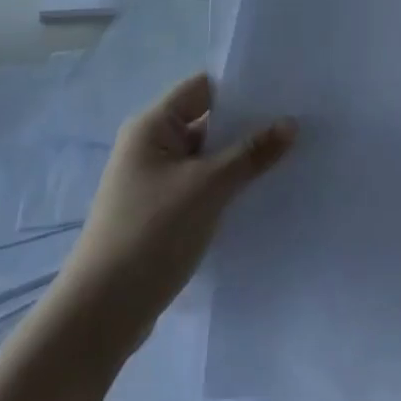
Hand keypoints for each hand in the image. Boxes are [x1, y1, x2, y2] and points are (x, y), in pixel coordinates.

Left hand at [54, 75, 295, 353]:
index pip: (202, 88)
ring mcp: (155, 182)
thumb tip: (290, 123)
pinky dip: (228, 187)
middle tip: (298, 122)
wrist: (101, 314)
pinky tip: (262, 194)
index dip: (240, 86)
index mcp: (151, 126)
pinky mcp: (161, 213)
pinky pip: (202, 187)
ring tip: (291, 156)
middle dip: (248, 125)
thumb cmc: (151, 233)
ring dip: (240, 159)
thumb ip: (250, 153)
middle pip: (206, 122)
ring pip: (206, 158)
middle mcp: (150, 146)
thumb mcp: (208, 187)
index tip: (283, 90)